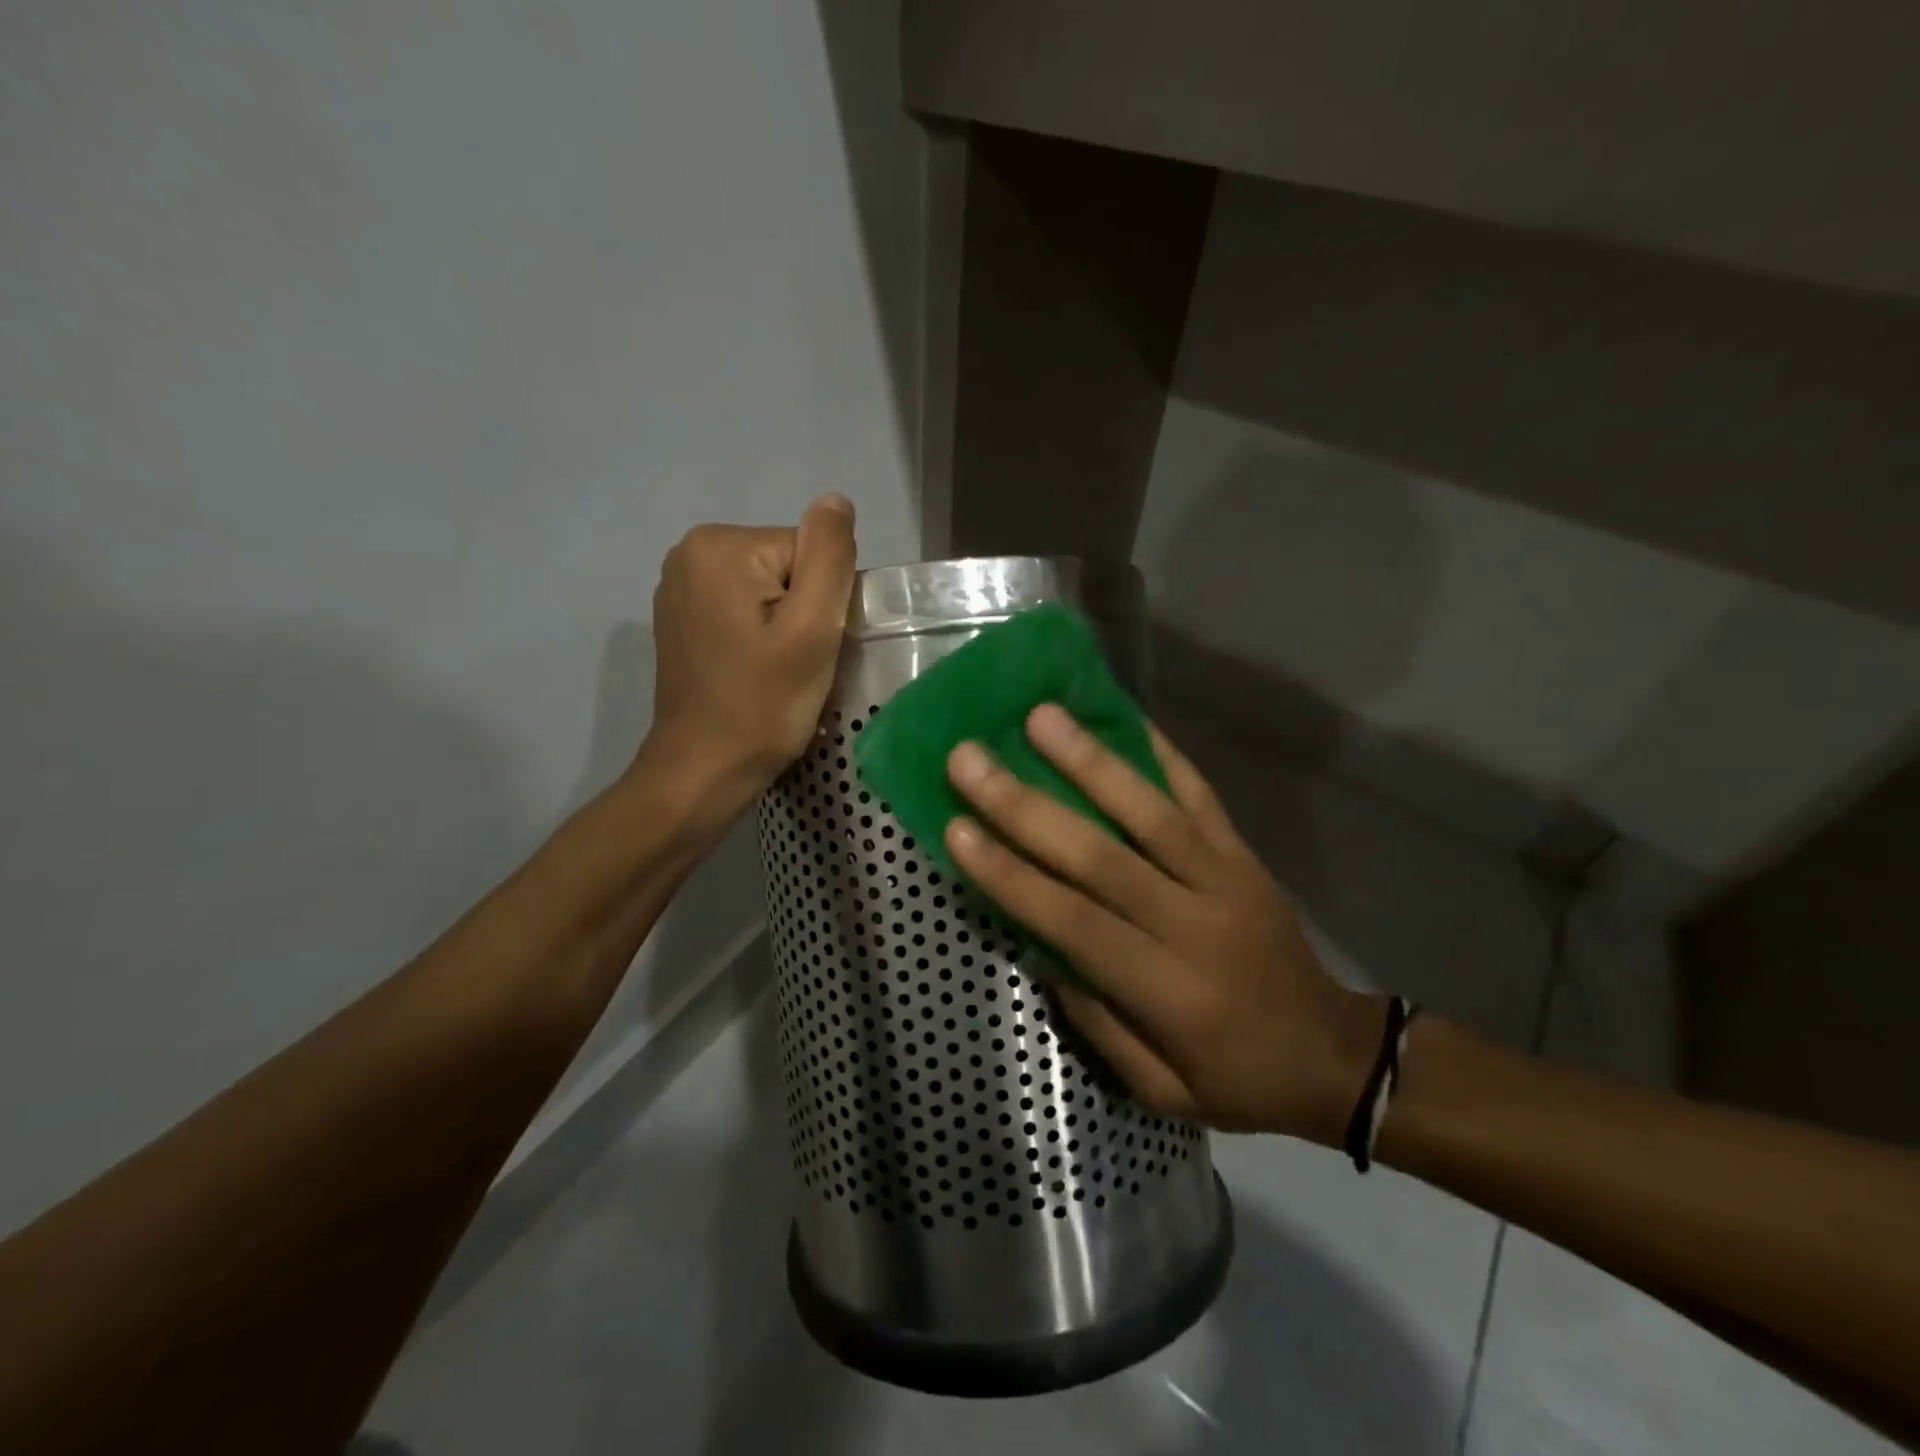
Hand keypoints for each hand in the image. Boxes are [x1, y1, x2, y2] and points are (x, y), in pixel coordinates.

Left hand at [641, 495, 856, 810]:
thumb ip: (829, 556)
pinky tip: (754, 672)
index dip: (824, 602)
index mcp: (720, 545)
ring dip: (785, 628)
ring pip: (769, 591)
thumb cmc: (762, 705)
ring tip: (775, 672)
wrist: (703, 771)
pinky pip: (744, 610)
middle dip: (803, 613)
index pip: (809, 552)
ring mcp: (679, 587)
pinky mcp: (681, 619)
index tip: (810, 648)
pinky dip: (760, 637)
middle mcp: (690, 552)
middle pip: (787, 567)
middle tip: (796, 664)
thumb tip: (836, 501)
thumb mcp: (812, 629)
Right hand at [943, 705, 1382, 1143]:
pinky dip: (1163, 751)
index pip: (1073, 921)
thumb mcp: (1160, 1089)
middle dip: (1026, 805)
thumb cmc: (1238, 1081)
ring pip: (1149, 811)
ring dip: (1090, 760)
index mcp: (1166, 988)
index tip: (955, 829)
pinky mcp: (1244, 854)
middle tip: (970, 758)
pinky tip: (1125, 714)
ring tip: (1039, 716)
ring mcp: (1224, 877)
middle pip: (1099, 855)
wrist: (1335, 1054)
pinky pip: (1201, 794)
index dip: (1011, 876)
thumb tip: (1038, 947)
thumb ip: (1096, 1021)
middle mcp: (1192, 921)